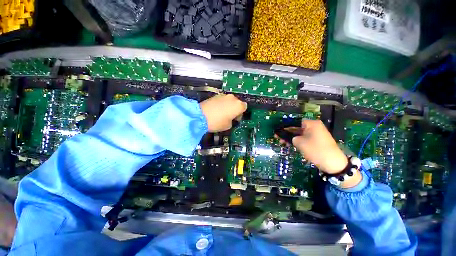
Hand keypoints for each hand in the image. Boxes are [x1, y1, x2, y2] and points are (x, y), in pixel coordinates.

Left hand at [200, 94, 246, 131]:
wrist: (200, 116)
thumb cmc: (217, 122)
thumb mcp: (228, 126)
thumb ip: (232, 121)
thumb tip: (230, 118)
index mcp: (238, 105)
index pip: (244, 107)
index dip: (240, 113)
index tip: (236, 119)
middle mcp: (233, 98)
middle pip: (237, 102)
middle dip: (234, 108)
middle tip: (229, 116)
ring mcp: (224, 95)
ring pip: (229, 100)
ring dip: (228, 106)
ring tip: (221, 113)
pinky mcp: (216, 95)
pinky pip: (222, 100)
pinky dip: (221, 104)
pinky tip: (216, 110)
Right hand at [277, 120, 347, 173]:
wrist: (333, 163)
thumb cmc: (315, 149)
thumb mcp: (299, 143)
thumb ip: (290, 137)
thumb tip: (284, 136)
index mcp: (311, 124)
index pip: (295, 122)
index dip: (285, 127)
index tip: (278, 132)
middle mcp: (314, 126)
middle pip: (297, 128)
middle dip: (287, 133)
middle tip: (278, 138)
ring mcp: (316, 134)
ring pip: (300, 134)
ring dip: (291, 138)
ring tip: (282, 143)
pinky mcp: (317, 140)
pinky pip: (305, 138)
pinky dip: (297, 141)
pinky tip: (290, 144)